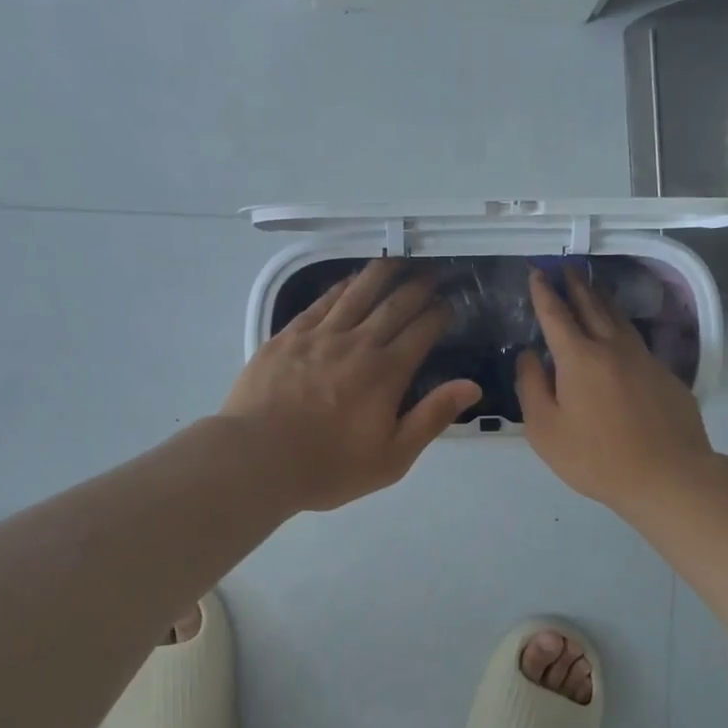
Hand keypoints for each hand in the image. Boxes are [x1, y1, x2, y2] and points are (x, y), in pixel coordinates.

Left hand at [222, 259, 480, 511]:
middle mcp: (358, 344)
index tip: (450, 303)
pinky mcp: (289, 336)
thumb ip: (432, 417)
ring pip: (358, 293)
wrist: (257, 459)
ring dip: (383, 274)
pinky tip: (350, 281)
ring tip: (398, 260)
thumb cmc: (328, 467)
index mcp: (386, 373)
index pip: (423, 331)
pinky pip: (321, 302)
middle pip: (395, 304)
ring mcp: (320, 335)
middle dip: (418, 286)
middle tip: (432, 273)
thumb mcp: (392, 457)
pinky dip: (341, 287)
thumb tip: (471, 386)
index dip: (440, 313)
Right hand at [515, 267, 714, 513]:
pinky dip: (623, 328)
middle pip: (592, 307)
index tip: (537, 272)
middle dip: (577, 285)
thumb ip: (531, 386)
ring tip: (595, 287)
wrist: (669, 476)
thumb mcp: (545, 429)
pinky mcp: (665, 376)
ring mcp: (644, 359)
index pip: (556, 315)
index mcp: (578, 358)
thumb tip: (529, 354)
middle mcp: (612, 348)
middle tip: (568, 267)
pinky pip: (637, 342)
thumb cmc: (596, 457)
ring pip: (620, 319)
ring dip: (603, 299)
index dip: (544, 293)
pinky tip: (622, 335)